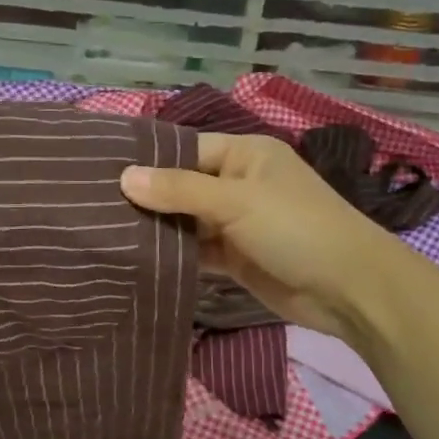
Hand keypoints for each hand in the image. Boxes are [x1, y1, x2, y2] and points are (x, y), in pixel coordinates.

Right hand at [121, 133, 402, 341]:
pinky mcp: (235, 258)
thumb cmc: (295, 228)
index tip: (99, 174)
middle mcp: (237, 184)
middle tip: (92, 209)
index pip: (184, 150)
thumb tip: (124, 177)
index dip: (147, 162)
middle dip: (146, 198)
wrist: (346, 288)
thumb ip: (179, 190)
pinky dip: (174, 256)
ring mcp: (236, 223)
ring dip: (157, 230)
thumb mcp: (236, 201)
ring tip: (103, 234)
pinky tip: (136, 260)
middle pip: (181, 187)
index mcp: (243, 155)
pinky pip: (196, 251)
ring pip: (186, 221)